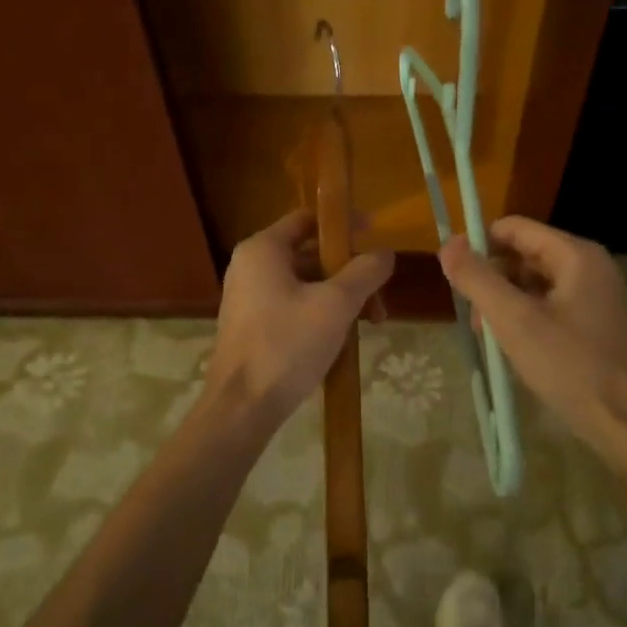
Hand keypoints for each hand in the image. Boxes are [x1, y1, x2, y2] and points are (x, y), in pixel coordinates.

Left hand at [206, 211, 392, 430]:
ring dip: (340, 298)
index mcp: (263, 249)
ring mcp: (249, 298)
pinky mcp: (252, 326)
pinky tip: (341, 340)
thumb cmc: (287, 345)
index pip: (308, 218)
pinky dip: (320, 315)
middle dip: (349, 273)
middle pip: (310, 254)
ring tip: (368, 325)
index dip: (343, 224)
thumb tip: (384, 253)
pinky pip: (293, 307)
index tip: (375, 236)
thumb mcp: (336, 304)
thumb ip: (364, 272)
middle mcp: (251, 266)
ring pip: (305, 285)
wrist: (242, 408)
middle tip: (378, 298)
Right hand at [439, 217, 626, 464]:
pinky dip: (526, 319)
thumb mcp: (514, 321)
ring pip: (535, 284)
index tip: (454, 275)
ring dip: (506, 304)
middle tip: (475, 319)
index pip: (515, 228)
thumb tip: (447, 245)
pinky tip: (514, 349)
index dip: (479, 245)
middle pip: (524, 255)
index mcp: (576, 255)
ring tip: (490, 339)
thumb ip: (477, 279)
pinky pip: (550, 307)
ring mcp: (596, 297)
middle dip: (492, 280)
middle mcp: (590, 267)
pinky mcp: (596, 324)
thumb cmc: (570, 367)